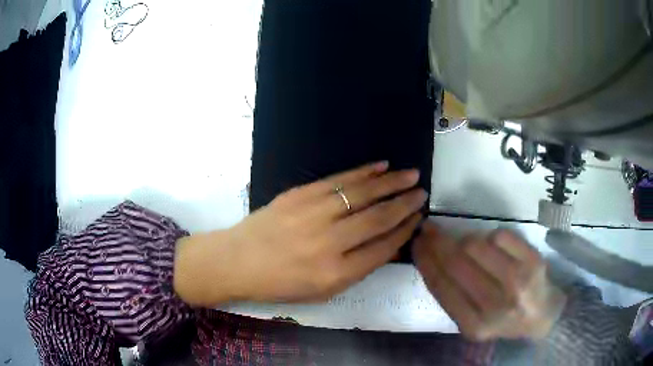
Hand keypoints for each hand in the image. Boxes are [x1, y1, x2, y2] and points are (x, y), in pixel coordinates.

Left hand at [175, 162, 426, 305]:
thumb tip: (387, 241)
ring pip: (362, 193)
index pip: (382, 248)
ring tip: (411, 175)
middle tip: (422, 193)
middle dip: (405, 204)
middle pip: (378, 218)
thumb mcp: (322, 291)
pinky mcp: (300, 193)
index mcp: (336, 274)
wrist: (237, 261)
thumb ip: (357, 268)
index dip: (404, 231)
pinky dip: (363, 172)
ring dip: (391, 182)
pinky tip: (381, 167)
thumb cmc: (280, 284)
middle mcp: (329, 243)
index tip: (418, 219)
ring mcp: (313, 214)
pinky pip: (339, 179)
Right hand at [413, 222, 566, 340]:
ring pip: (476, 245)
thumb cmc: (503, 318)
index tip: (417, 242)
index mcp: (474, 325)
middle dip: (437, 241)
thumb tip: (432, 256)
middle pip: (457, 262)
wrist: (542, 316)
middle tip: (429, 229)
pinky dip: (491, 236)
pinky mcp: (533, 261)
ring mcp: (518, 282)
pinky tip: (493, 246)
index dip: (426, 260)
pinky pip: (500, 235)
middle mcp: (495, 306)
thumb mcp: (472, 320)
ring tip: (466, 244)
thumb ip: (452, 296)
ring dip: (465, 239)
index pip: (441, 286)